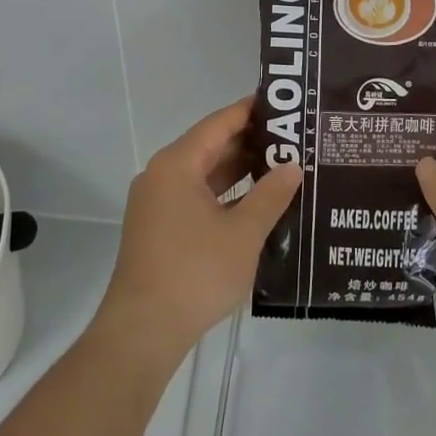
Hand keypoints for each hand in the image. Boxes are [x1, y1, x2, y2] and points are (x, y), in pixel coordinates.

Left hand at [94, 99, 301, 370]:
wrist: (143, 330)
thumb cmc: (195, 272)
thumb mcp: (243, 233)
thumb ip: (271, 195)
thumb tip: (293, 166)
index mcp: (177, 164)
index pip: (219, 123)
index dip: (251, 111)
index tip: (284, 105)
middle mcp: (162, 175)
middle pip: (210, 146)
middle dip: (250, 143)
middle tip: (293, 139)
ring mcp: (157, 203)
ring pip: (204, 174)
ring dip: (239, 171)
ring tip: (282, 167)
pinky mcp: (159, 228)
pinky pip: (196, 197)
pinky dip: (224, 195)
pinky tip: (256, 203)